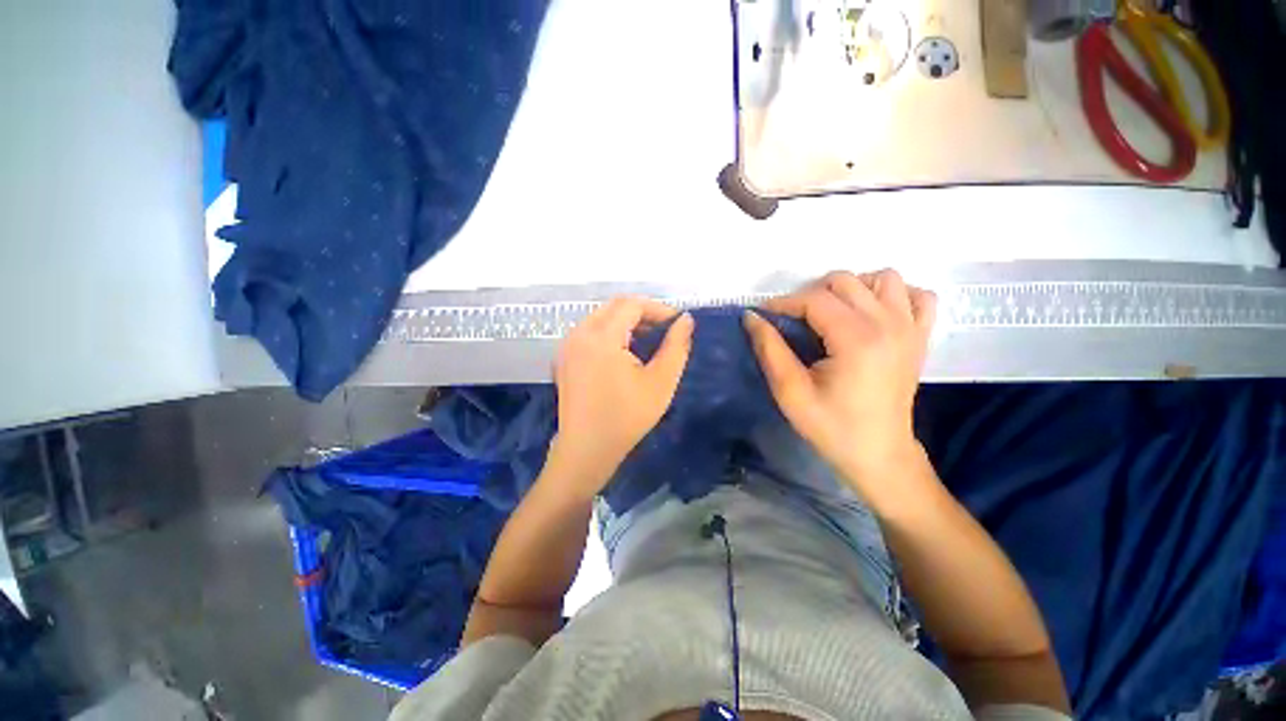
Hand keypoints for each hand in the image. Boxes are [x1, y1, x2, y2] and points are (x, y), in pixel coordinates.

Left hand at [547, 297, 694, 496]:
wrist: (587, 450)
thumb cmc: (626, 418)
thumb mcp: (661, 382)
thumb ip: (677, 346)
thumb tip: (686, 320)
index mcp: (600, 337)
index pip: (631, 304)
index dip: (658, 309)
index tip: (677, 324)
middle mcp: (579, 334)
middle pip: (614, 307)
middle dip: (642, 313)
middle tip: (665, 331)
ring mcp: (567, 346)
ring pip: (601, 318)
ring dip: (627, 323)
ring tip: (649, 342)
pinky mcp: (564, 358)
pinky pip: (590, 332)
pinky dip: (611, 333)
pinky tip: (625, 354)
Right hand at [744, 269, 936, 489]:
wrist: (879, 454)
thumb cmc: (831, 427)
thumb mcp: (790, 392)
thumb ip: (769, 349)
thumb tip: (751, 316)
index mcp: (857, 339)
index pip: (814, 299)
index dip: (783, 303)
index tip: (762, 316)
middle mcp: (889, 324)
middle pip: (844, 281)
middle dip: (809, 295)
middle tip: (793, 322)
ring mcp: (910, 328)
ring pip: (882, 278)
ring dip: (851, 289)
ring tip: (831, 315)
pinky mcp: (921, 337)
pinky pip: (917, 295)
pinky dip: (893, 295)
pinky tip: (873, 314)